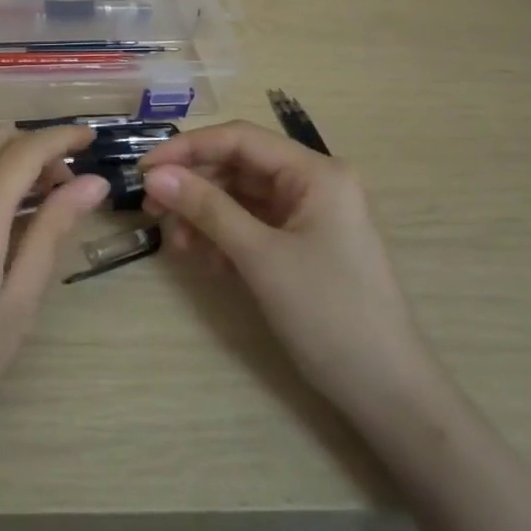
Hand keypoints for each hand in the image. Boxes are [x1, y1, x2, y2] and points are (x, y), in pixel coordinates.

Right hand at [140, 120, 431, 416]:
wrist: (386, 391)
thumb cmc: (328, 313)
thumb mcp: (260, 257)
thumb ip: (206, 208)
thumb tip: (154, 176)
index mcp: (316, 172)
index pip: (240, 139)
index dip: (188, 148)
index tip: (144, 170)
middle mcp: (314, 183)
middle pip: (238, 166)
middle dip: (194, 186)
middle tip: (152, 210)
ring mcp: (309, 214)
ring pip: (241, 197)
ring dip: (205, 215)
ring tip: (180, 245)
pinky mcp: (302, 243)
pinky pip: (252, 224)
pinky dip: (224, 236)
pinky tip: (206, 261)